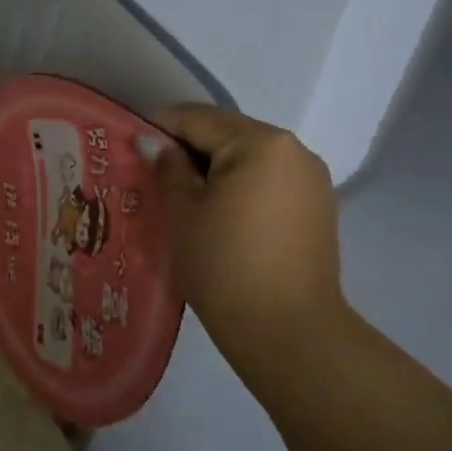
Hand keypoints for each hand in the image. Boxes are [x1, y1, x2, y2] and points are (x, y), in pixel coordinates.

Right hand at [145, 105, 351, 398]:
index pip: (199, 119)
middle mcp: (294, 150)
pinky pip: (269, 181)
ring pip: (250, 159)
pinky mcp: (318, 207)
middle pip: (229, 134)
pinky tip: (219, 213)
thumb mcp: (184, 212)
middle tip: (154, 173)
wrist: (287, 331)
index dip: (161, 126)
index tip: (133, 142)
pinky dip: (241, 187)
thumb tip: (155, 143)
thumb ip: (168, 168)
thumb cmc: (224, 265)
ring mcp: (311, 179)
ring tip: (184, 196)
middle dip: (191, 148)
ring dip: (216, 169)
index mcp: (260, 142)